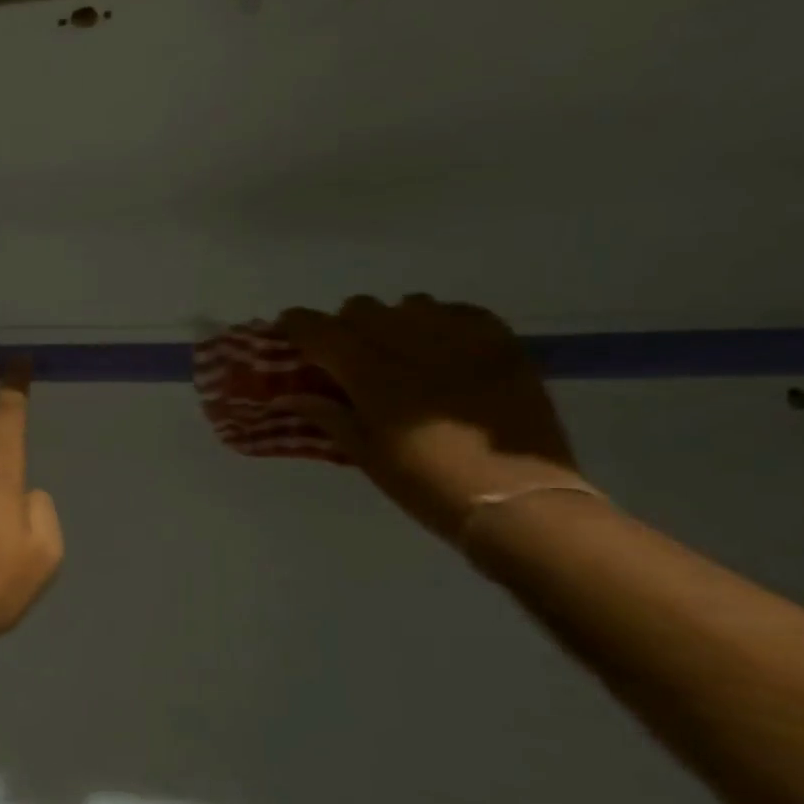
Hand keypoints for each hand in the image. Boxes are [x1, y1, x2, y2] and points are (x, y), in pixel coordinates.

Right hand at [279, 296, 589, 542]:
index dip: (298, 325)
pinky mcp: (501, 344)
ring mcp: (461, 340)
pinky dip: (439, 321)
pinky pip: (460, 311)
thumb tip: (291, 396)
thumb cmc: (425, 483)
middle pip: (363, 309)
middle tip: (341, 351)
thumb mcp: (365, 454)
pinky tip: (438, 344)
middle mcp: (412, 345)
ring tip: (393, 347)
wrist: (515, 499)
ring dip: (391, 320)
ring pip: (410, 304)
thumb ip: (327, 416)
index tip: (288, 329)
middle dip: (344, 325)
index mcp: (371, 375)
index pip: (321, 331)